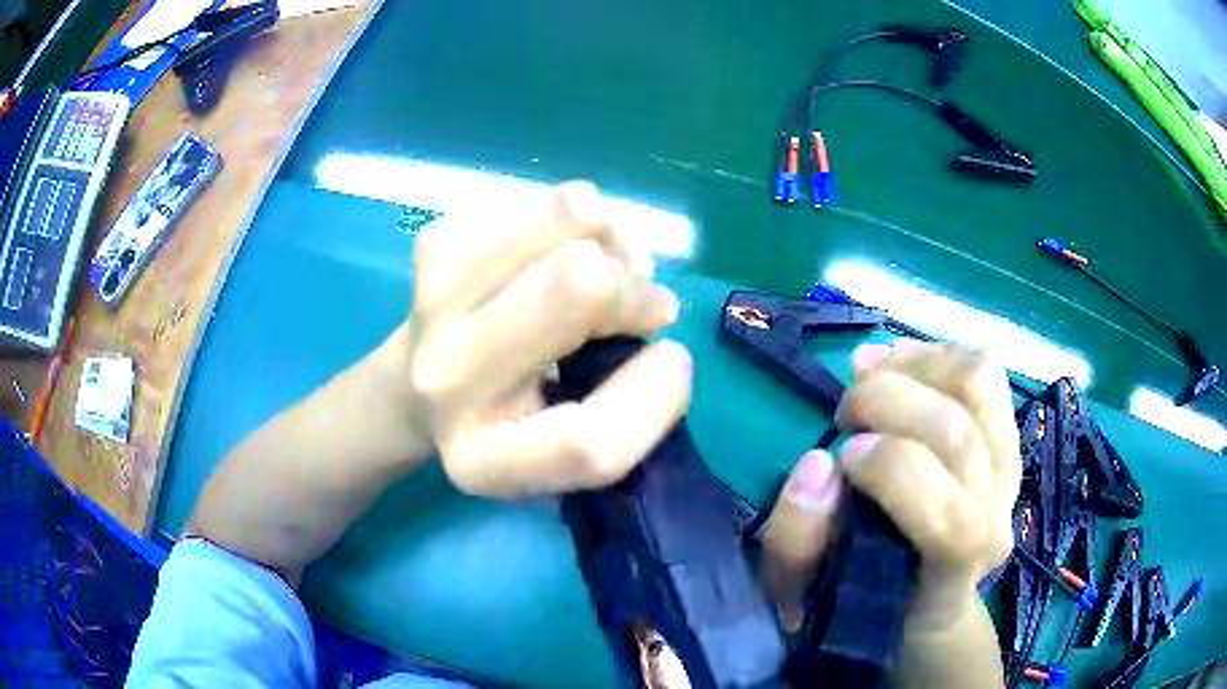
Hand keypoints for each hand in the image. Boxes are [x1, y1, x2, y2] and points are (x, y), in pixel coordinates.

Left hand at [403, 182, 690, 496]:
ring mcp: (435, 299)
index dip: (656, 396)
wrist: (416, 387)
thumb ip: (624, 408)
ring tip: (598, 272)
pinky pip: (555, 202)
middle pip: (579, 286)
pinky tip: (558, 259)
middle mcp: (448, 382)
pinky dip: (581, 226)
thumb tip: (648, 302)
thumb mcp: (566, 450)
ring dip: (613, 242)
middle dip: (634, 291)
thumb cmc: (512, 422)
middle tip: (637, 307)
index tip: (672, 359)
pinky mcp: (437, 241)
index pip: (589, 440)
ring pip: (573, 215)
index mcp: (485, 461)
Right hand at [760, 341, 1019, 631]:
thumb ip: (796, 542)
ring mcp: (1010, 463)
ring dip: (912, 365)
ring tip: (869, 374)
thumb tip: (818, 464)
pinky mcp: (1007, 431)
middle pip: (957, 430)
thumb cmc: (864, 597)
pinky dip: (933, 353)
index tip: (839, 455)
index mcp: (956, 566)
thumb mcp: (806, 594)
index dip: (891, 470)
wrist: (924, 594)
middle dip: (885, 402)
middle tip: (844, 413)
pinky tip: (898, 365)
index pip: (950, 515)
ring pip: (977, 382)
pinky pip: (982, 368)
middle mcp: (998, 511)